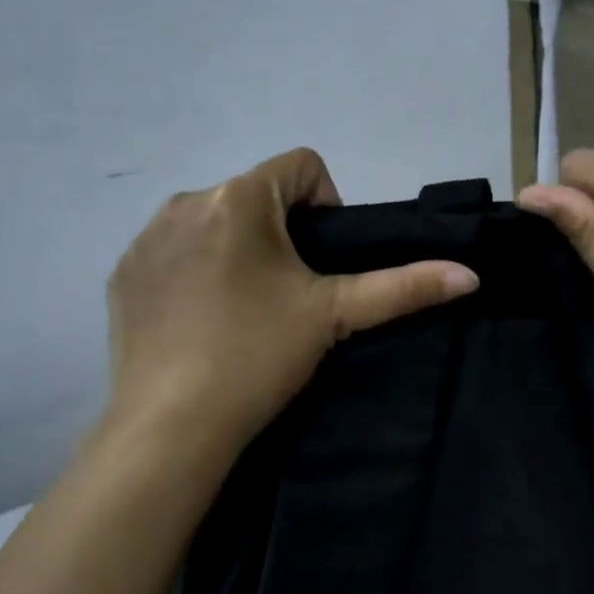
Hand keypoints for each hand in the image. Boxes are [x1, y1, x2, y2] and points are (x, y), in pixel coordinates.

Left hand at [106, 148, 478, 463]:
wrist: (169, 427)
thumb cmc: (256, 357)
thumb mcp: (334, 316)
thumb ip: (403, 287)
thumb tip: (470, 275)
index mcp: (238, 197)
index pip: (302, 166)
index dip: (327, 204)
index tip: (322, 260)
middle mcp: (185, 201)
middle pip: (257, 195)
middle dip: (281, 232)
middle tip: (288, 293)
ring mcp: (146, 237)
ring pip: (214, 222)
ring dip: (238, 249)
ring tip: (245, 309)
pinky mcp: (124, 272)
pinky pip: (174, 251)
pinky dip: (196, 270)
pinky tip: (202, 320)